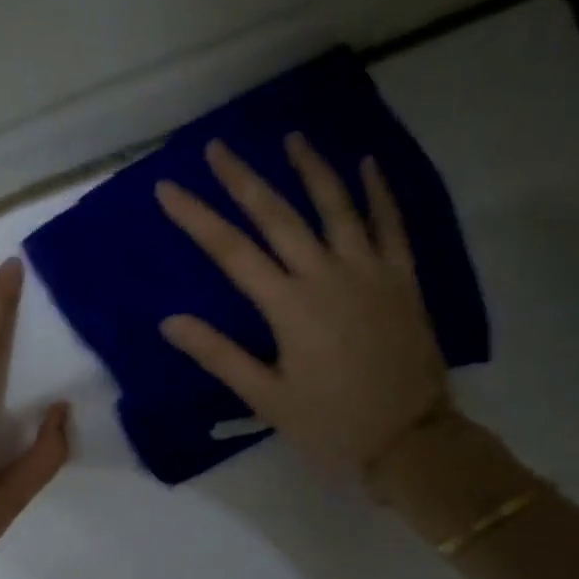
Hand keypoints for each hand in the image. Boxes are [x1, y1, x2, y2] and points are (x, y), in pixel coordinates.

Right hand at [156, 134, 454, 478]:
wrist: (410, 440)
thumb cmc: (331, 425)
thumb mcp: (267, 399)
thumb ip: (220, 355)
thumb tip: (170, 322)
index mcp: (289, 307)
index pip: (232, 252)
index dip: (197, 217)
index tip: (168, 187)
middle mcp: (327, 276)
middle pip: (279, 217)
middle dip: (244, 180)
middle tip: (218, 146)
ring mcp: (370, 272)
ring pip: (337, 207)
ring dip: (311, 169)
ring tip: (291, 138)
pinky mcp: (403, 280)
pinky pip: (392, 226)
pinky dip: (379, 193)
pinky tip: (367, 165)